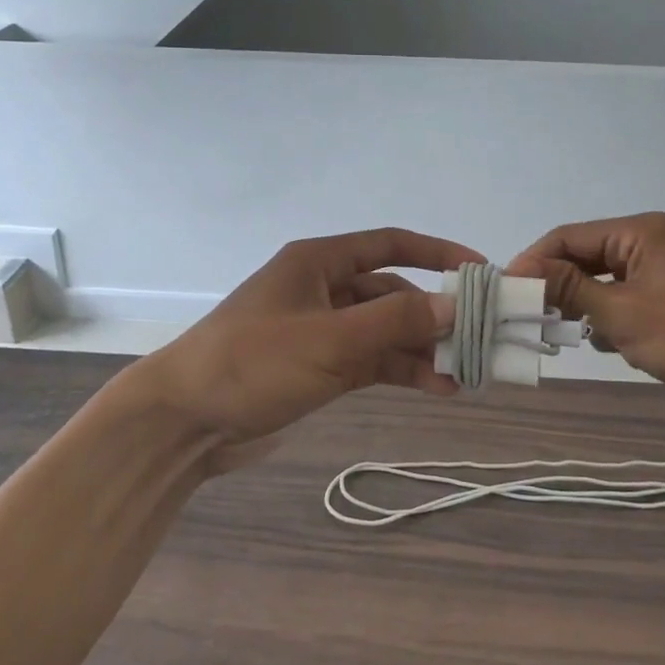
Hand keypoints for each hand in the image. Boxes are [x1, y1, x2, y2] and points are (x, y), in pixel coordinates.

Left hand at [135, 228, 485, 469]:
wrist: (184, 421)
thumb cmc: (252, 362)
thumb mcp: (329, 339)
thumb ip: (394, 321)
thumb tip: (456, 305)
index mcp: (318, 261)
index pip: (390, 244)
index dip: (437, 254)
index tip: (480, 272)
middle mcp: (323, 288)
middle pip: (392, 290)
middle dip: (434, 312)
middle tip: (480, 336)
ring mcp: (321, 330)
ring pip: (385, 330)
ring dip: (422, 347)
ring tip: (466, 372)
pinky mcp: (319, 367)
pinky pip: (372, 360)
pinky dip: (402, 370)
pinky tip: (436, 387)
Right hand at [507, 212, 664, 411]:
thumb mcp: (624, 315)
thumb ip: (570, 289)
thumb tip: (520, 270)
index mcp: (639, 232)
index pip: (568, 237)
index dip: (533, 262)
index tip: (505, 292)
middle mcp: (651, 240)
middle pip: (586, 256)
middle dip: (560, 287)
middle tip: (531, 318)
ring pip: (606, 280)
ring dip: (587, 305)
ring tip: (571, 335)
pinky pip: (629, 296)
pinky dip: (614, 317)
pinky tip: (613, 344)